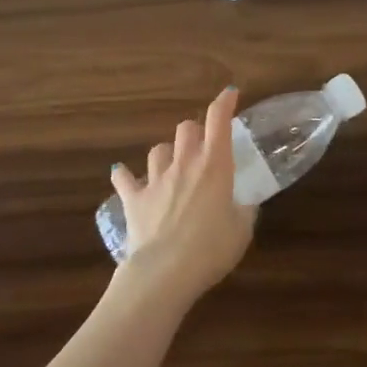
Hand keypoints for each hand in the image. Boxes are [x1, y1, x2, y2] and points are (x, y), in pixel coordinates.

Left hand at [110, 88, 255, 305]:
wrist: (164, 272)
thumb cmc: (211, 248)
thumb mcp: (242, 230)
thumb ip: (244, 210)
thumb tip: (244, 204)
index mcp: (215, 165)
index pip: (219, 120)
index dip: (224, 102)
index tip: (230, 94)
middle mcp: (184, 164)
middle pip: (186, 129)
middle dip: (195, 131)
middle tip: (202, 146)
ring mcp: (156, 180)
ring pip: (157, 150)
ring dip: (166, 153)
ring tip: (171, 165)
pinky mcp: (134, 200)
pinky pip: (124, 179)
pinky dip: (124, 176)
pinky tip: (122, 175)